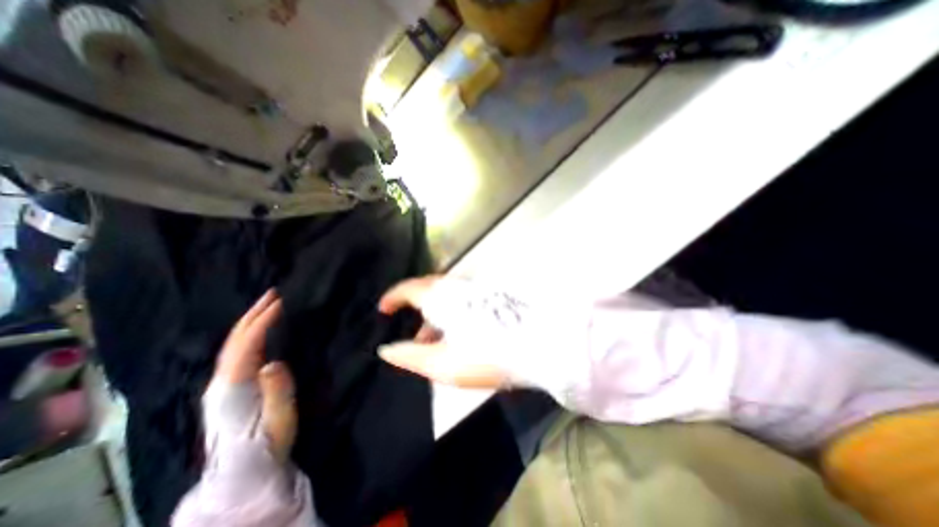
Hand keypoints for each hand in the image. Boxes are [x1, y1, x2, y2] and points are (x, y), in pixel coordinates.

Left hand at [213, 292, 295, 460]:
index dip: (264, 320)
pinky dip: (248, 333)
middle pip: (236, 339)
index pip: (248, 343)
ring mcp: (222, 383)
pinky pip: (238, 351)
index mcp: (234, 385)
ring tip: (267, 304)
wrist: (243, 471)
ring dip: (250, 320)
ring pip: (234, 343)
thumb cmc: (267, 442)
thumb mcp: (279, 417)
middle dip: (254, 313)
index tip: (281, 301)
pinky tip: (258, 329)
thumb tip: (272, 362)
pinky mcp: (228, 387)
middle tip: (273, 293)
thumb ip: (276, 390)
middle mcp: (222, 379)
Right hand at [376, 278, 509, 389]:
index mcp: (442, 298)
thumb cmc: (487, 355)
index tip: (383, 309)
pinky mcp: (491, 296)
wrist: (538, 345)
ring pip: (446, 296)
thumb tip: (387, 349)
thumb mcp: (443, 364)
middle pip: (429, 290)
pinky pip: (461, 299)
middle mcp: (458, 287)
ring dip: (435, 314)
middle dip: (416, 308)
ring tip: (434, 342)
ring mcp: (476, 289)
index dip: (393, 297)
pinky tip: (458, 333)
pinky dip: (452, 313)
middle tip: (412, 334)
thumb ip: (411, 356)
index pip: (409, 289)